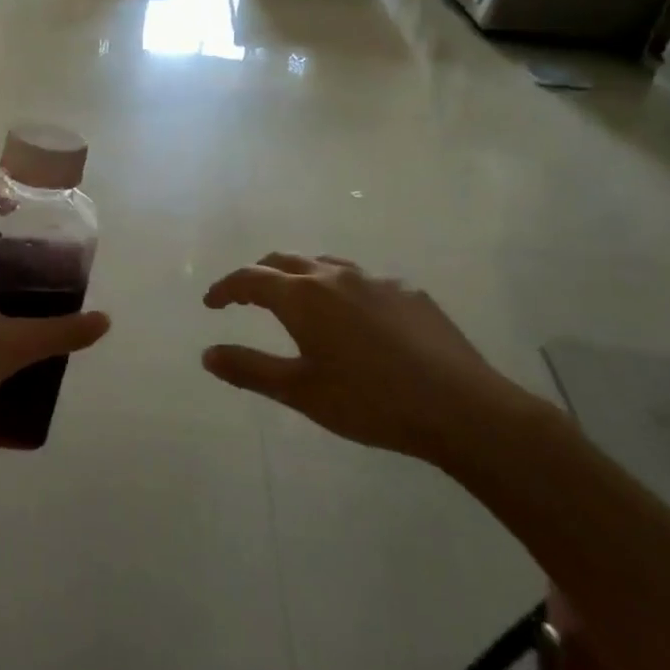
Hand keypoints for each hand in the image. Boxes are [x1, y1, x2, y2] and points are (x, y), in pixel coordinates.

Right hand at [201, 253, 528, 460]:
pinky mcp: (410, 292)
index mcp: (303, 297)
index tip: (211, 303)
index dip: (225, 288)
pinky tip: (355, 319)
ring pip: (325, 264)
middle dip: (259, 275)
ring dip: (300, 276)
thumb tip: (207, 354)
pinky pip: (363, 280)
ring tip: (297, 302)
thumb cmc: (370, 402)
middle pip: (285, 261)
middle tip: (246, 298)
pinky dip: (341, 289)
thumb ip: (250, 369)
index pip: (250, 278)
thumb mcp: (301, 392)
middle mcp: (336, 276)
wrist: (461, 408)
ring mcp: (377, 280)